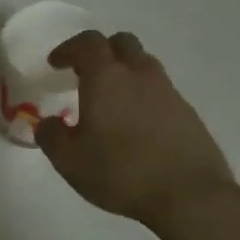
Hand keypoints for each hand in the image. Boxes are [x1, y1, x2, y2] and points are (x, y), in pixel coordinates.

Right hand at [35, 30, 239, 232]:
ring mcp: (168, 91)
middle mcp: (139, 74)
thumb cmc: (121, 172)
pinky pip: (160, 91)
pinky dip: (143, 96)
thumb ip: (51, 135)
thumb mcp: (70, 160)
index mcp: (106, 77)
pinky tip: (136, 125)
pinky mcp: (187, 112)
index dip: (68, 49)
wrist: (190, 196)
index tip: (56, 64)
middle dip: (101, 52)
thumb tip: (50, 123)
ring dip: (125, 72)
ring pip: (143, 65)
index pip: (87, 43)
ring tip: (111, 100)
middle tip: (86, 74)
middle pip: (121, 43)